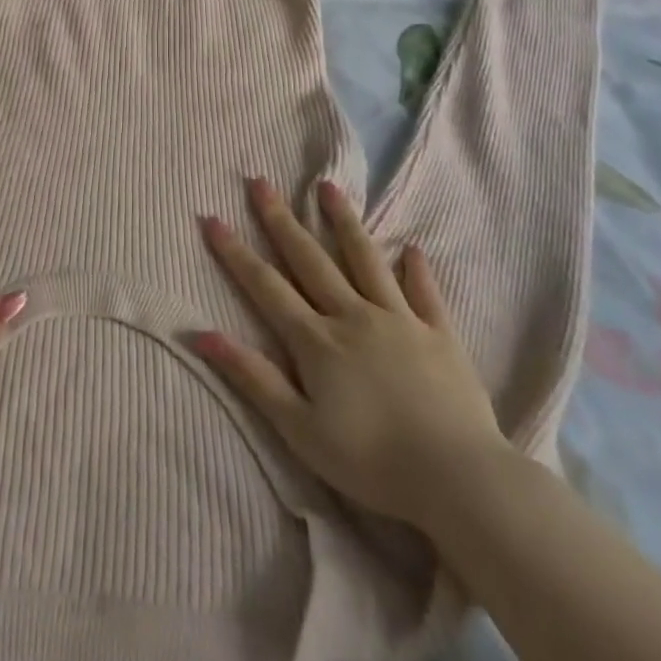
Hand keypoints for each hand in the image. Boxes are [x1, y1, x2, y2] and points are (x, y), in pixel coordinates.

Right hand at [194, 177, 508, 529]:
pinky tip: (411, 249)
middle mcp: (353, 316)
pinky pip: (424, 294)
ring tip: (328, 187)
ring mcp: (399, 320)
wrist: (459, 478)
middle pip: (310, 259)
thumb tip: (201, 335)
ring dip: (343, 222)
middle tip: (261, 182)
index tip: (212, 218)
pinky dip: (416, 270)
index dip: (236, 252)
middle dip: (280, 220)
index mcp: (317, 340)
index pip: (266, 286)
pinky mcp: (439, 335)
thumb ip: (253, 377)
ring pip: (365, 260)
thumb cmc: (371, 461)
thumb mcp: (299, 429)